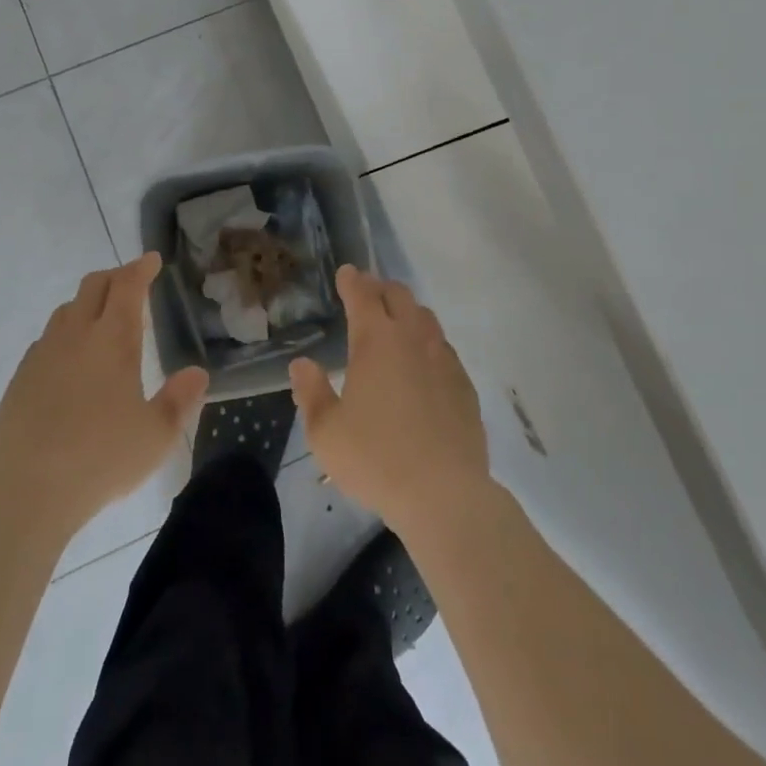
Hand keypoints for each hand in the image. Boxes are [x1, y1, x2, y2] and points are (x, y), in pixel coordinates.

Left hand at [0, 254, 209, 539]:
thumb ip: (179, 401)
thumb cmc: (100, 459)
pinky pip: (46, 340)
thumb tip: (198, 373)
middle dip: (115, 277)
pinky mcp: (20, 378)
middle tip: (132, 283)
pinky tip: (70, 360)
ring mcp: (43, 355)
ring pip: (66, 310)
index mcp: (112, 340)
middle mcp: (76, 336)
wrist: (25, 493)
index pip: (127, 286)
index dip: (141, 268)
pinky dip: (65, 334)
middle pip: (93, 286)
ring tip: (102, 319)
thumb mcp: (155, 436)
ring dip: (88, 303)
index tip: (152, 260)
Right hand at [290, 266, 490, 536]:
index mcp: (376, 341)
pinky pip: (443, 347)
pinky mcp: (463, 383)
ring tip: (396, 321)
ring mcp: (443, 358)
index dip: (352, 280)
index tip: (346, 272)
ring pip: (425, 317)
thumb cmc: (376, 459)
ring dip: (407, 310)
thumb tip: (301, 364)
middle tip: (367, 292)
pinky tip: (423, 361)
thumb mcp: (326, 433)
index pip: (363, 295)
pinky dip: (427, 341)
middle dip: (380, 288)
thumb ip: (310, 392)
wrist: (445, 493)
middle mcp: (412, 338)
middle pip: (398, 296)